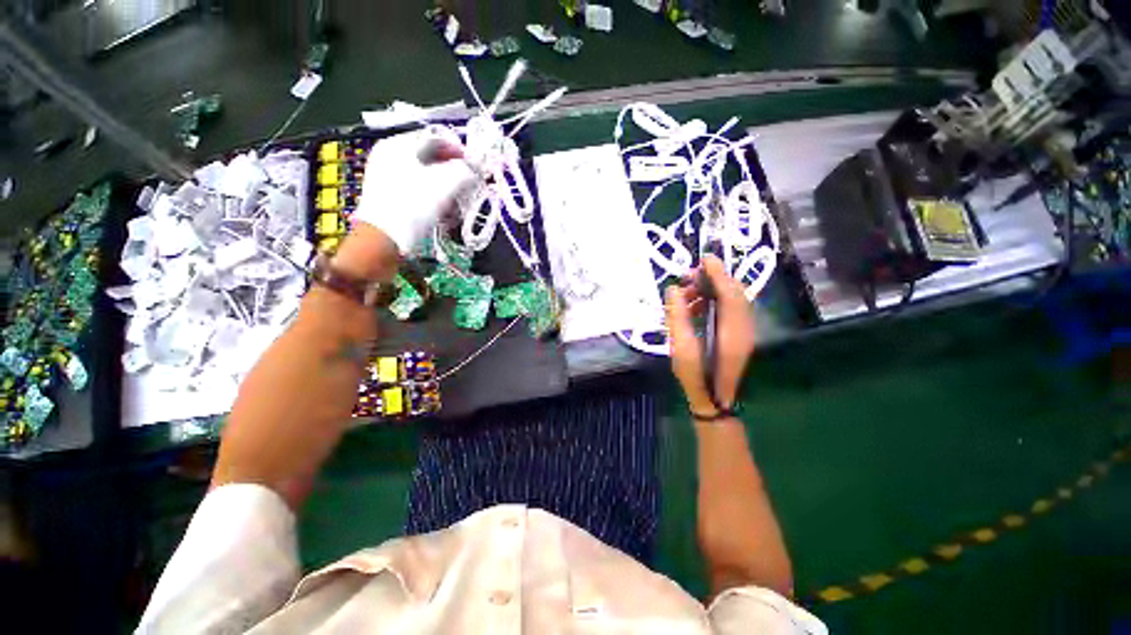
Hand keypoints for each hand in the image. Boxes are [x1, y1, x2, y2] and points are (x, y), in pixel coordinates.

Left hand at [353, 128, 476, 254]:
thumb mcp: (444, 185)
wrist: (383, 238)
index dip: (458, 150)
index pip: (435, 137)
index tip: (475, 166)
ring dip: (445, 184)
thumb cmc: (413, 205)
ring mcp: (386, 175)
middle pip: (429, 156)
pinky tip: (442, 208)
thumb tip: (475, 168)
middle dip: (453, 170)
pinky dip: (432, 194)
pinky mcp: (388, 194)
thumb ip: (464, 171)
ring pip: (424, 173)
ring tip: (458, 199)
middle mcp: (389, 154)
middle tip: (468, 183)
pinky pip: (416, 187)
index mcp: (398, 144)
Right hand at [665, 255, 755, 414]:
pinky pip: (729, 309)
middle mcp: (744, 327)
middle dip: (712, 279)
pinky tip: (693, 308)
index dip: (718, 273)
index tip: (704, 258)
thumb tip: (672, 289)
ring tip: (685, 294)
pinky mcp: (738, 335)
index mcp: (732, 330)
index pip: (729, 292)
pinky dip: (712, 302)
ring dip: (710, 291)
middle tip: (688, 276)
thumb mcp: (681, 347)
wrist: (713, 400)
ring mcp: (743, 331)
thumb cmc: (695, 376)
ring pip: (731, 300)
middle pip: (734, 293)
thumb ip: (676, 316)